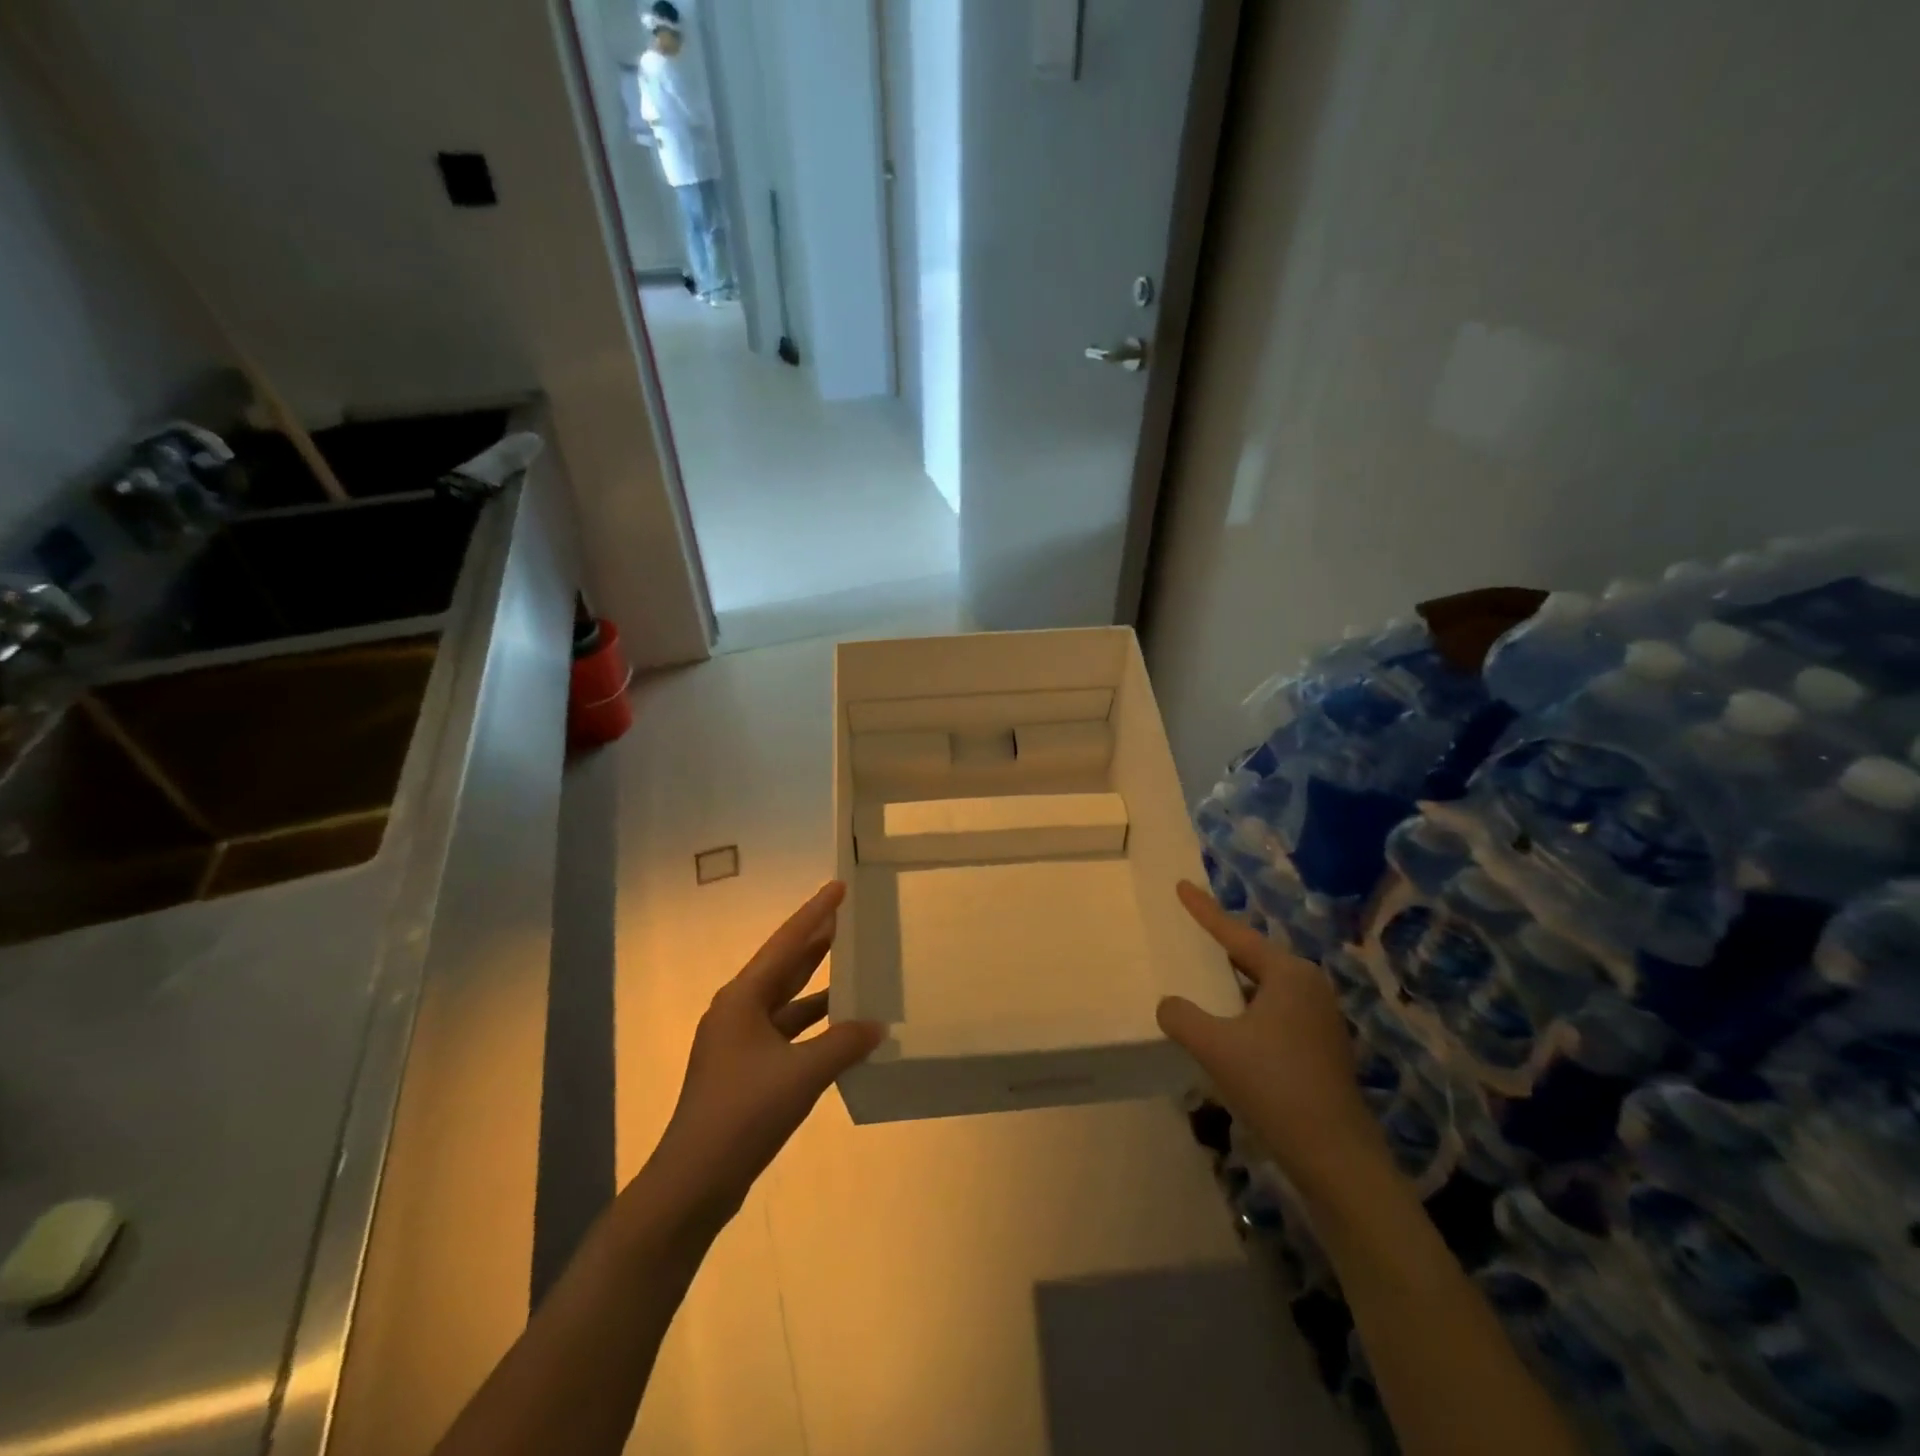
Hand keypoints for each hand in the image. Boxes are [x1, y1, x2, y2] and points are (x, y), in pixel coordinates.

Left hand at [645, 882, 882, 1229]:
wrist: (694, 1182)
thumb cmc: (743, 1114)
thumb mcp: (801, 1074)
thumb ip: (844, 1044)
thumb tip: (877, 1025)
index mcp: (742, 999)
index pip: (786, 944)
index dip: (814, 913)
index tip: (838, 887)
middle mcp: (738, 1011)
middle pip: (784, 966)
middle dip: (816, 942)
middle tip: (848, 917)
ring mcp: (740, 1042)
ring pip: (787, 1001)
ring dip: (818, 985)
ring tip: (853, 965)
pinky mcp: (747, 1070)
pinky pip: (788, 1033)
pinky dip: (814, 1026)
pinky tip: (842, 1029)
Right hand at [1156, 881, 1384, 1197]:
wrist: (1336, 1158)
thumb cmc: (1275, 1086)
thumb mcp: (1214, 1046)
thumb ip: (1181, 1016)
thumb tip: (1169, 1005)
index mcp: (1289, 974)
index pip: (1235, 933)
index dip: (1204, 910)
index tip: (1182, 885)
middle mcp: (1309, 987)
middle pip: (1253, 957)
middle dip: (1220, 946)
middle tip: (1190, 931)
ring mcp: (1320, 1019)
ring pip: (1264, 987)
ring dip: (1233, 983)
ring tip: (1203, 978)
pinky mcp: (1322, 1049)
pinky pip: (1274, 1012)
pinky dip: (1246, 1009)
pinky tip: (1228, 1028)